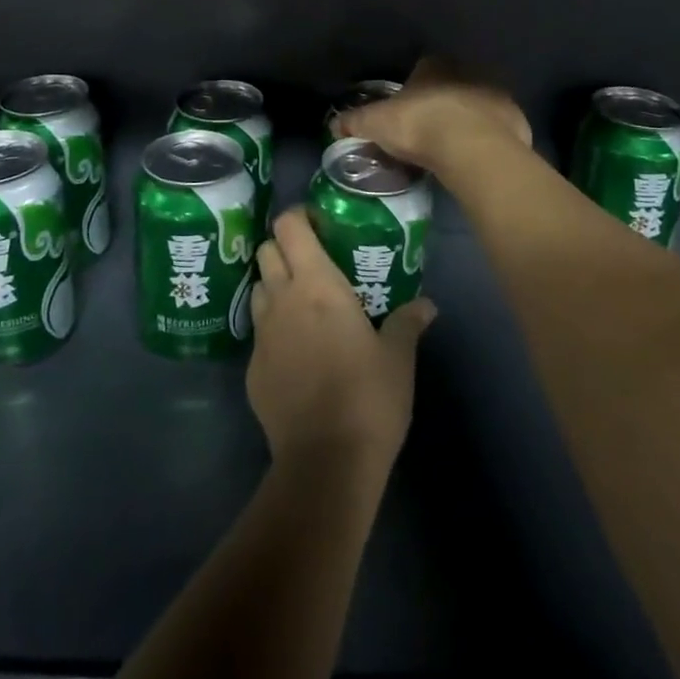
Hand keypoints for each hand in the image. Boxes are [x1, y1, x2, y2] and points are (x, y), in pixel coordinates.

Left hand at [248, 210, 435, 479]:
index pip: (289, 226)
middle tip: (313, 263)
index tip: (319, 224)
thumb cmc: (368, 397)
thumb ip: (407, 323)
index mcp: (315, 284)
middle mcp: (281, 299)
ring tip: (301, 304)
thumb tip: (427, 305)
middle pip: (266, 251)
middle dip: (285, 249)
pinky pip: (258, 333)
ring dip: (274, 286)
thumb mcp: (398, 358)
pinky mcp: (252, 369)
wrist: (325, 461)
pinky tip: (295, 352)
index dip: (299, 217)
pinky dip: (273, 329)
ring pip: (258, 289)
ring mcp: (261, 334)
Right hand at [338, 56, 530, 171]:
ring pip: (478, 103)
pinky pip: (499, 127)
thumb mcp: (375, 124)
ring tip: (454, 145)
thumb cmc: (419, 125)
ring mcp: (496, 94)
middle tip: (430, 127)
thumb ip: (354, 121)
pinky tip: (477, 156)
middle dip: (443, 100)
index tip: (407, 107)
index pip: (423, 67)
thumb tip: (333, 124)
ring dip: (469, 118)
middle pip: (453, 83)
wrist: (472, 149)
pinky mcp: (517, 120)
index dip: (415, 86)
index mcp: (435, 65)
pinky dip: (489, 138)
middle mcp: (468, 71)